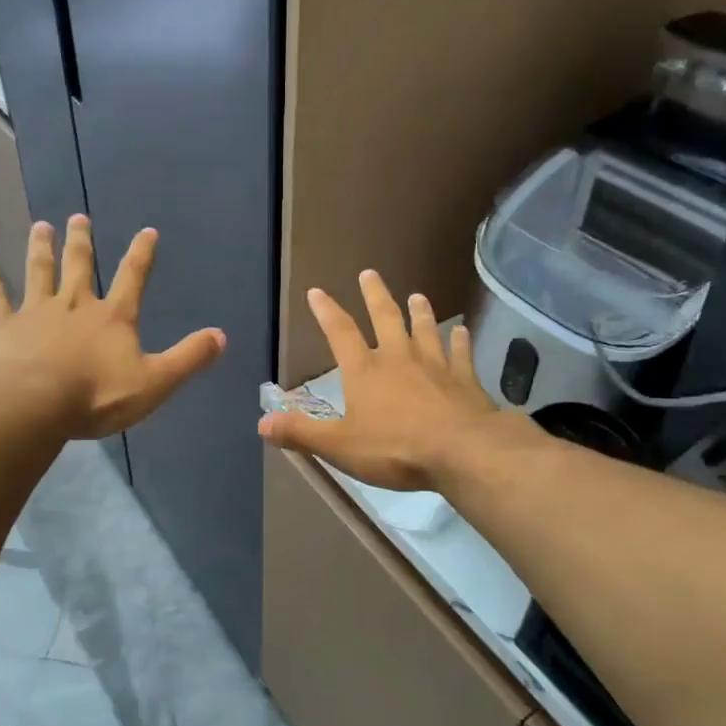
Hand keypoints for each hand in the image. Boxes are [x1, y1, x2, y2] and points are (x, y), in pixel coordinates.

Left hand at [0, 216, 224, 438]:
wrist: (33, 404)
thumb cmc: (97, 396)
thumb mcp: (155, 382)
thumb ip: (188, 358)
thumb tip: (222, 336)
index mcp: (113, 317)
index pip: (133, 277)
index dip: (142, 254)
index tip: (147, 230)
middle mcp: (75, 305)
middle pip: (79, 266)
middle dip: (81, 241)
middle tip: (77, 217)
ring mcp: (36, 312)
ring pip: (39, 272)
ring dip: (41, 249)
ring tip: (40, 226)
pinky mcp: (2, 326)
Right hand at [258, 270, 499, 489]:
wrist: (461, 452)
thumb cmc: (395, 449)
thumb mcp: (339, 446)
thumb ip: (301, 433)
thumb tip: (262, 424)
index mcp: (365, 371)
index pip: (340, 333)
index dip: (327, 311)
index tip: (317, 291)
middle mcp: (399, 358)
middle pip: (386, 318)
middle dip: (375, 295)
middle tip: (369, 273)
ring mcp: (435, 365)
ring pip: (425, 330)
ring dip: (420, 312)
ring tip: (417, 295)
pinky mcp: (464, 379)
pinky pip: (460, 354)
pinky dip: (460, 341)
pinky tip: (462, 331)